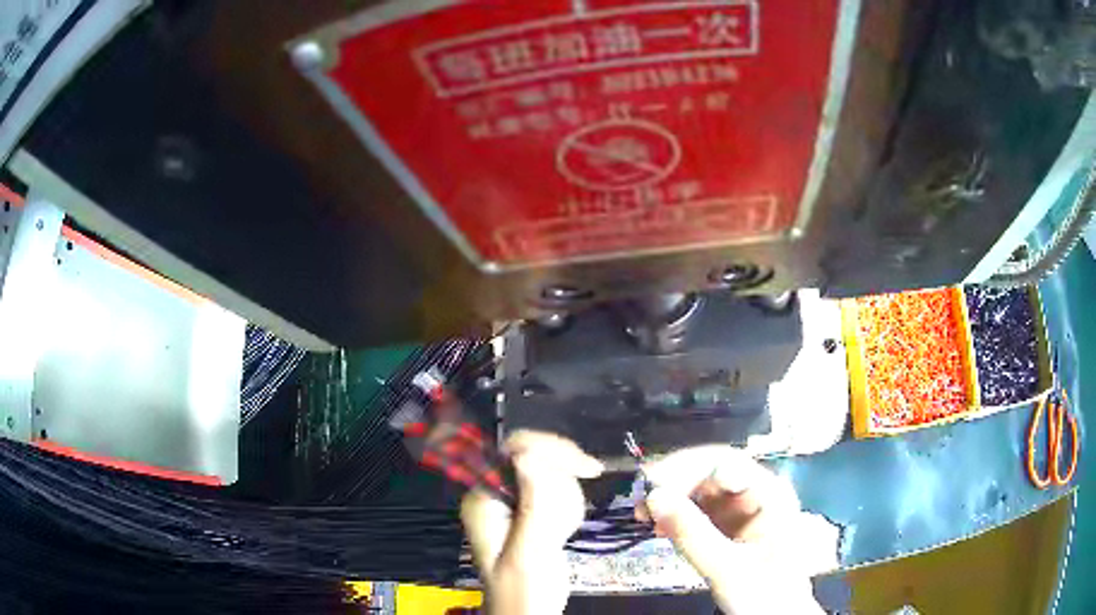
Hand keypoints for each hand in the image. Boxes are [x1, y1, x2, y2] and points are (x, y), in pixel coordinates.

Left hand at [461, 431, 602, 614]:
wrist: (530, 611)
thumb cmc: (523, 589)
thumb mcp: (527, 551)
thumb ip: (531, 505)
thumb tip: (526, 452)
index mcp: (483, 496)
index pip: (513, 450)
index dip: (549, 450)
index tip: (586, 467)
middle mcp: (496, 491)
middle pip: (537, 455)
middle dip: (561, 482)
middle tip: (568, 518)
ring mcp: (515, 500)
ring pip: (554, 472)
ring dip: (566, 500)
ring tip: (558, 534)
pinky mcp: (532, 509)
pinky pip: (560, 490)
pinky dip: (569, 508)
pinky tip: (561, 533)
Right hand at [639, 446, 836, 614]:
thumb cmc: (765, 594)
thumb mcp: (727, 568)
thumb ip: (692, 534)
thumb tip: (653, 496)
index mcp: (770, 493)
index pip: (723, 463)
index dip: (684, 469)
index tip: (651, 488)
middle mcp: (757, 493)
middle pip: (710, 472)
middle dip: (673, 483)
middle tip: (639, 503)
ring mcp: (743, 509)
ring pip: (701, 490)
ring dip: (671, 499)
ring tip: (643, 516)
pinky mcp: (729, 526)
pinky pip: (699, 511)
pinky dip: (677, 516)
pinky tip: (659, 527)